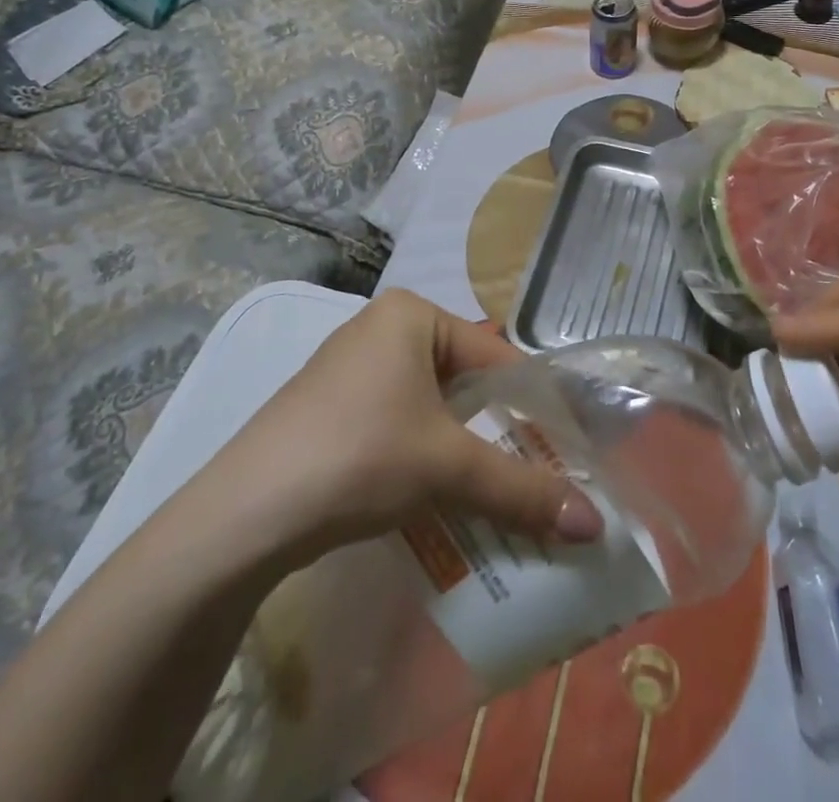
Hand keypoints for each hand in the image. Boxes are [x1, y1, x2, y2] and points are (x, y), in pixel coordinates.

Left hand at [197, 288, 602, 572]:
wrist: (243, 515)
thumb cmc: (360, 456)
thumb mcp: (448, 467)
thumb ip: (522, 490)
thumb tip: (596, 525)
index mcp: (412, 314)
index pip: (496, 357)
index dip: (535, 406)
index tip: (568, 451)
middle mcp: (382, 328)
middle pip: (464, 381)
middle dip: (499, 431)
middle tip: (538, 477)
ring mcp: (351, 367)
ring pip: (431, 405)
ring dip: (463, 449)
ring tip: (497, 493)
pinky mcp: (330, 406)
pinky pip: (398, 421)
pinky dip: (424, 454)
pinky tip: (437, 496)